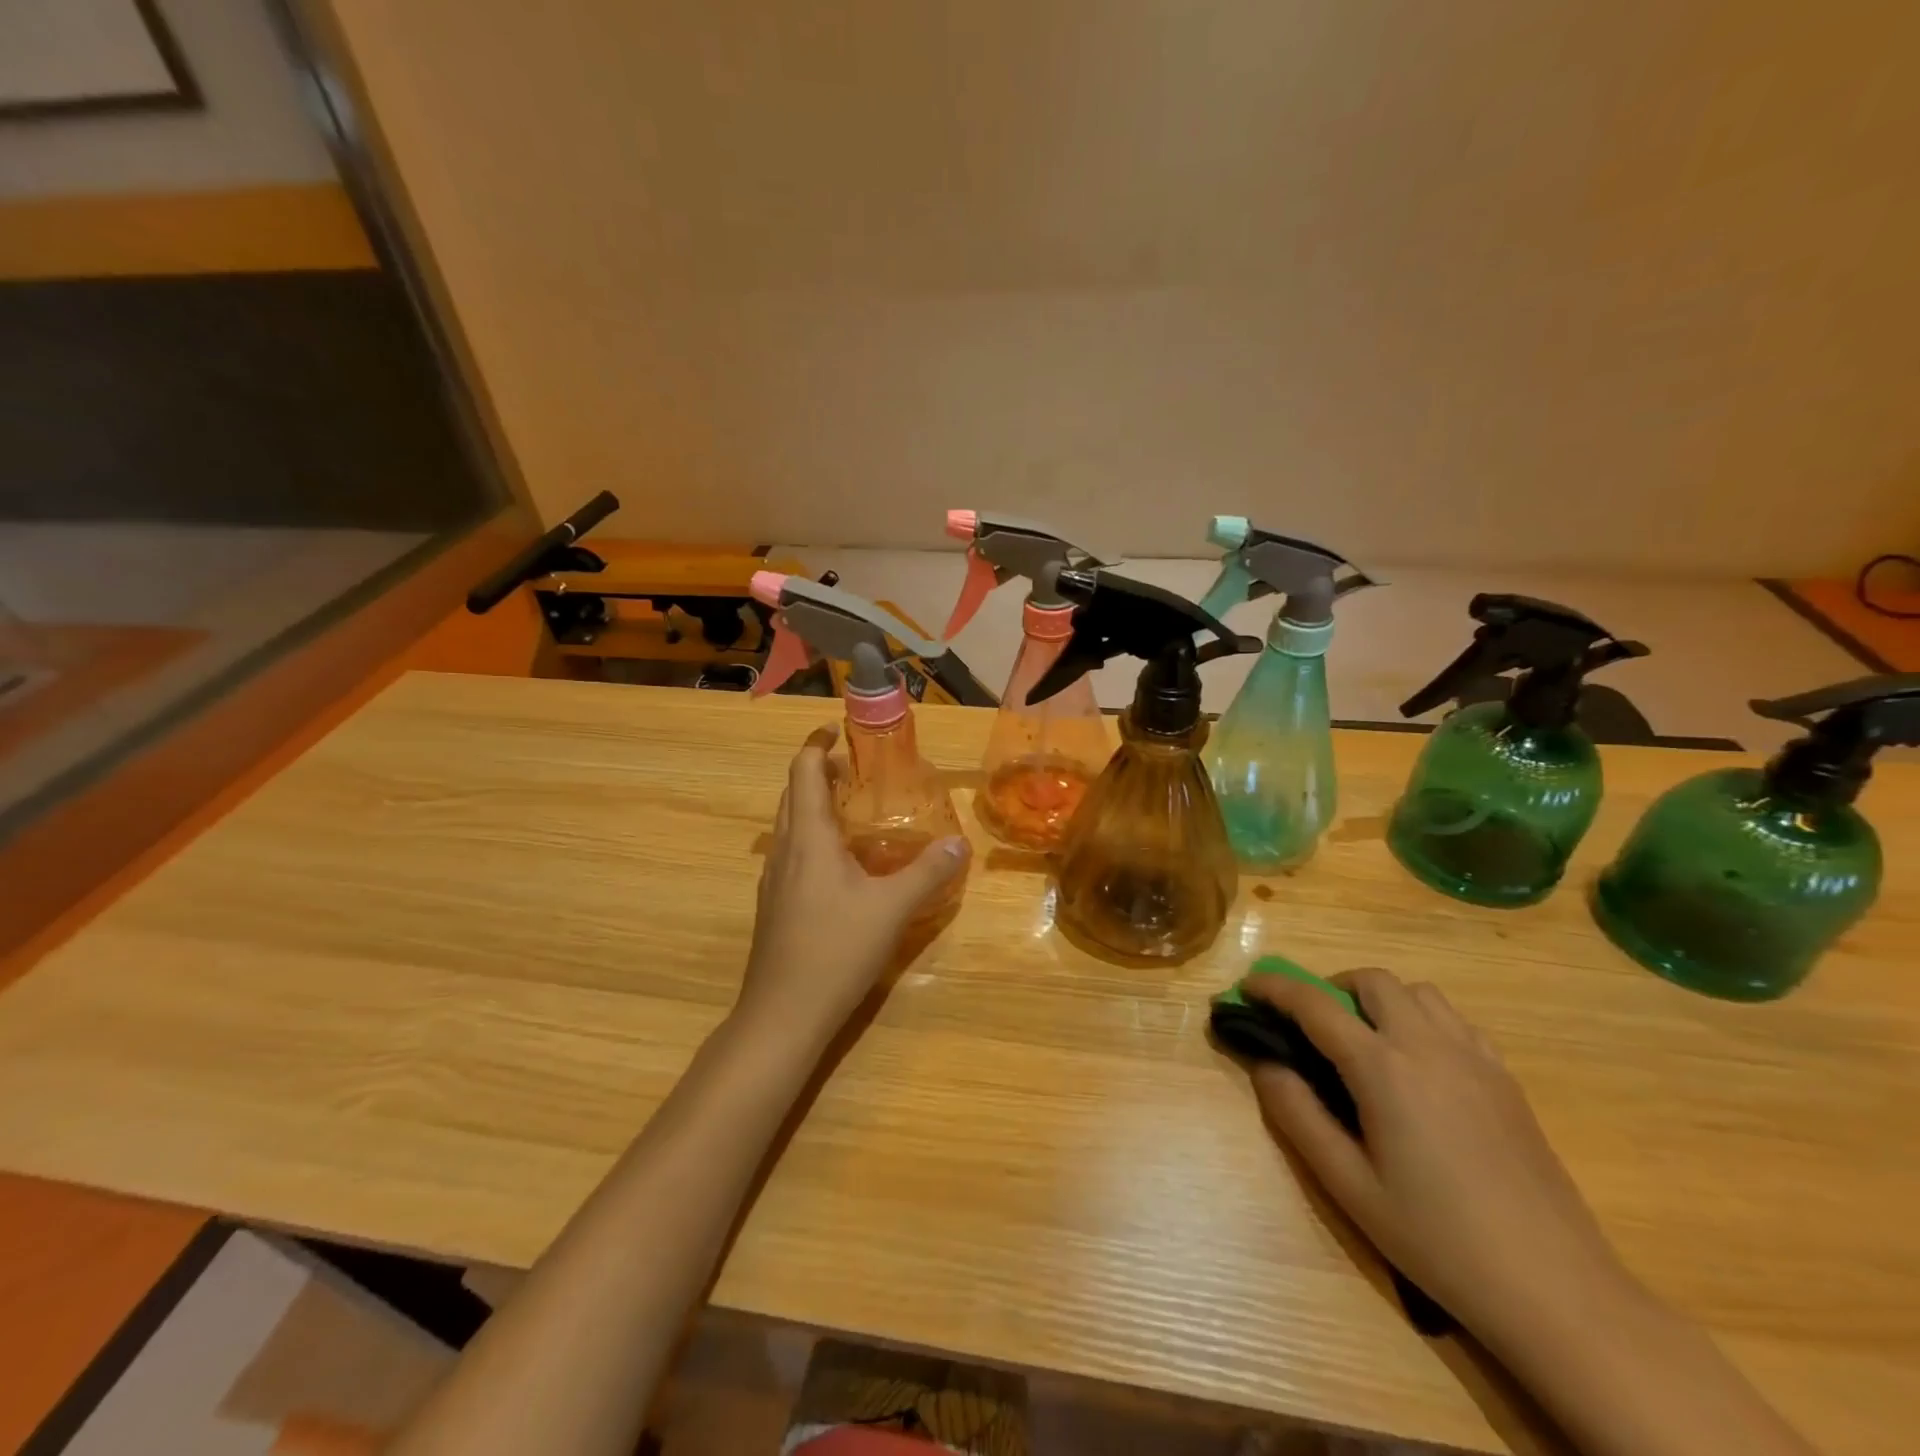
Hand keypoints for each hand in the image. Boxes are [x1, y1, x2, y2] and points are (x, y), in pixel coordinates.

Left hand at [738, 726, 969, 1040]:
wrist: (782, 1014)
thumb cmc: (836, 949)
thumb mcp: (893, 908)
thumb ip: (928, 873)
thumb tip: (960, 845)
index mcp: (808, 837)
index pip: (803, 771)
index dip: (817, 745)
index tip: (838, 731)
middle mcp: (785, 850)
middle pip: (792, 794)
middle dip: (818, 773)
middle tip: (856, 771)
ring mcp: (774, 880)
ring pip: (789, 826)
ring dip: (813, 807)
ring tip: (852, 812)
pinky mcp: (774, 906)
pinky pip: (791, 854)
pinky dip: (812, 839)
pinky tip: (841, 866)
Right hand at [1245, 968, 1639, 1353]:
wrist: (1557, 1290)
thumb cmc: (1438, 1239)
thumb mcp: (1348, 1186)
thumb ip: (1297, 1114)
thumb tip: (1264, 1063)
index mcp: (1383, 1068)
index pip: (1314, 1005)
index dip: (1274, 988)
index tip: (1247, 987)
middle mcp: (1428, 1046)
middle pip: (1372, 981)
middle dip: (1331, 987)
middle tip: (1312, 1024)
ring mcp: (1475, 1058)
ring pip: (1418, 992)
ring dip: (1380, 999)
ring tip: (1366, 1042)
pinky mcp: (1505, 1079)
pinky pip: (1455, 1021)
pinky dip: (1422, 1019)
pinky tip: (1418, 1066)